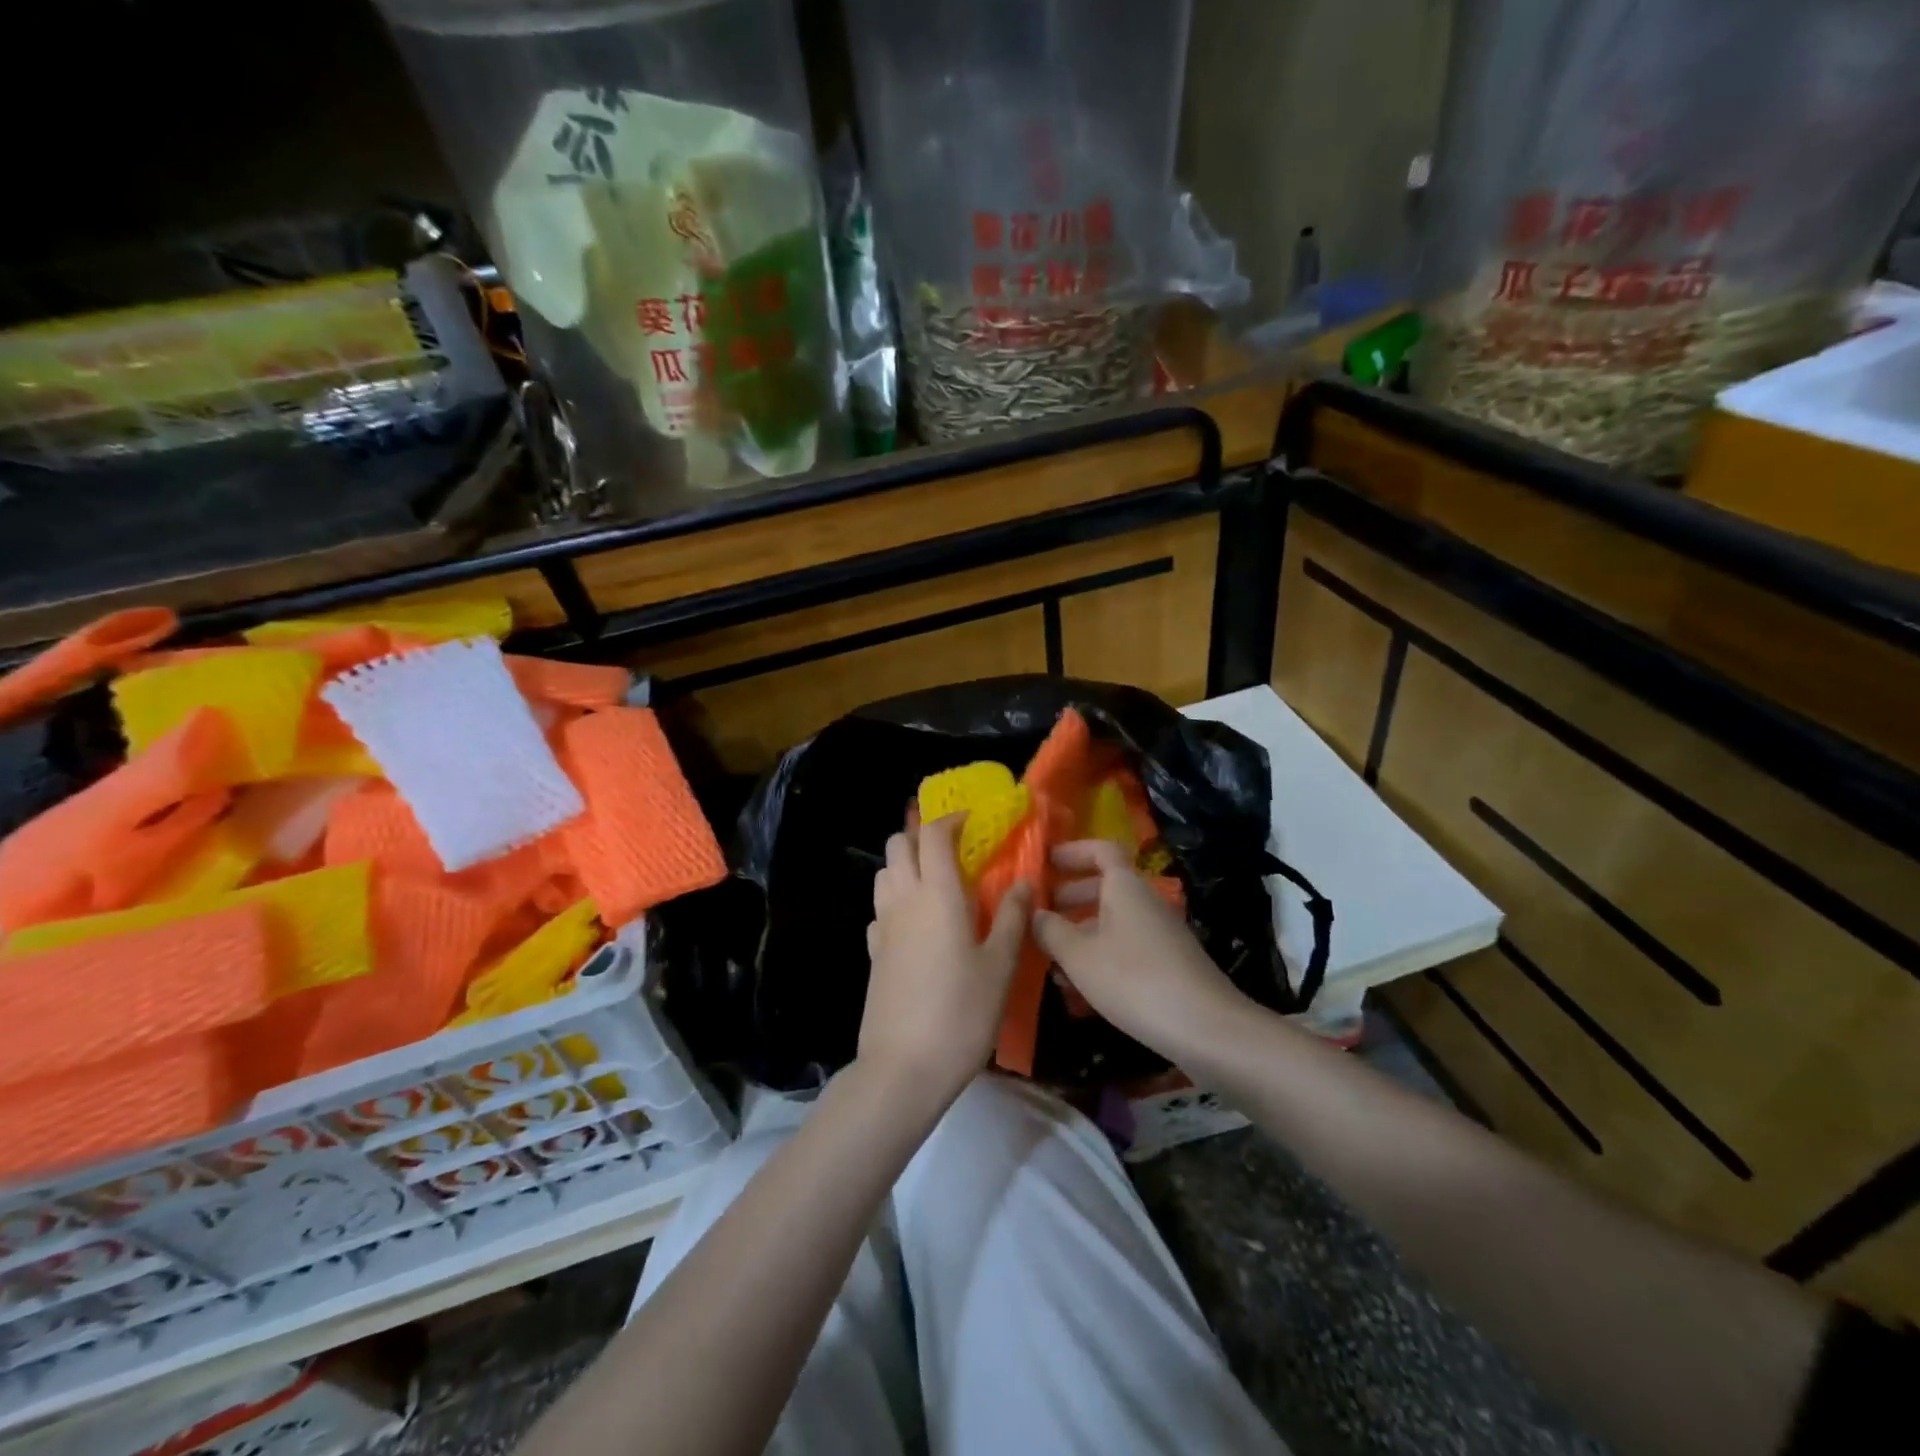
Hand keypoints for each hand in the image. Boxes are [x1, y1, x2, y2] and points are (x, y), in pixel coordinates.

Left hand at [861, 814, 1030, 1107]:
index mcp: (937, 894)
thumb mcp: (1000, 967)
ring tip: (938, 883)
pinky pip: (881, 908)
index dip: (950, 819)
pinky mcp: (873, 952)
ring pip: (885, 872)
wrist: (904, 1067)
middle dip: (923, 836)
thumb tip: (1023, 882)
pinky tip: (918, 923)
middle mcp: (903, 900)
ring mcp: (883, 926)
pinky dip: (897, 899)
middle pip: (899, 844)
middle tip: (955, 850)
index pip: (933, 835)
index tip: (971, 821)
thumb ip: (1011, 918)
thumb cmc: (961, 1013)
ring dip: (907, 864)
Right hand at [1032, 839, 1250, 1063]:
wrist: (1206, 1029)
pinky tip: (1079, 986)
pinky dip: (1099, 954)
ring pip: (1112, 920)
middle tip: (1039, 912)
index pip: (1100, 850)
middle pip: (1105, 886)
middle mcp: (1144, 902)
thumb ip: (1051, 931)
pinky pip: (1124, 946)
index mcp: (1125, 887)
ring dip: (1081, 931)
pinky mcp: (1166, 964)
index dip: (1072, 851)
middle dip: (1069, 896)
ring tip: (1049, 956)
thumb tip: (1034, 913)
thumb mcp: (1080, 956)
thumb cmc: (1134, 980)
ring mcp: (1158, 934)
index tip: (1044, 863)